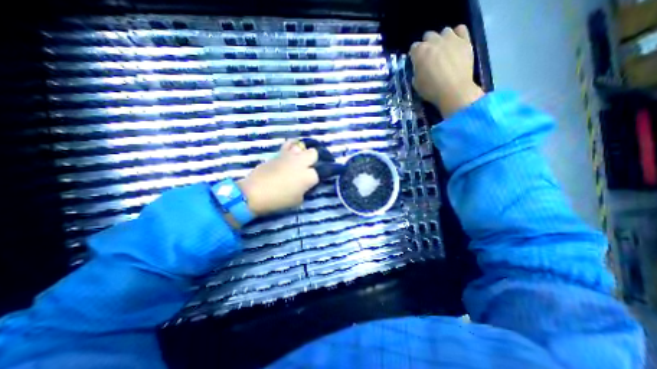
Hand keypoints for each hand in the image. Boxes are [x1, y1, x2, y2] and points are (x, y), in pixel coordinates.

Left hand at [240, 139, 321, 215]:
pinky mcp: (278, 153)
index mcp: (308, 176)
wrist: (255, 192)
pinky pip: (288, 145)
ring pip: (301, 146)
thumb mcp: (297, 200)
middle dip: (312, 160)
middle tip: (307, 167)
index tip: (308, 183)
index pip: (317, 173)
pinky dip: (290, 147)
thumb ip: (304, 190)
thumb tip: (303, 185)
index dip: (313, 178)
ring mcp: (289, 156)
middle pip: (313, 153)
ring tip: (297, 159)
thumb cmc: (278, 200)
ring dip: (301, 153)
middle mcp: (301, 163)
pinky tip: (289, 152)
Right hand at [410, 24, 481, 117]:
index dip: (414, 55)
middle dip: (427, 45)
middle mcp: (434, 41)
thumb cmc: (432, 90)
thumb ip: (416, 72)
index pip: (413, 48)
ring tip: (443, 50)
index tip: (416, 63)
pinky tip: (455, 43)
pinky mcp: (465, 40)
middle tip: (429, 57)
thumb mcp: (416, 84)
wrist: (454, 91)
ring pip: (444, 31)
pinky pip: (460, 29)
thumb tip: (419, 68)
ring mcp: (451, 39)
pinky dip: (457, 34)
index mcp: (420, 52)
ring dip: (441, 39)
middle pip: (428, 36)